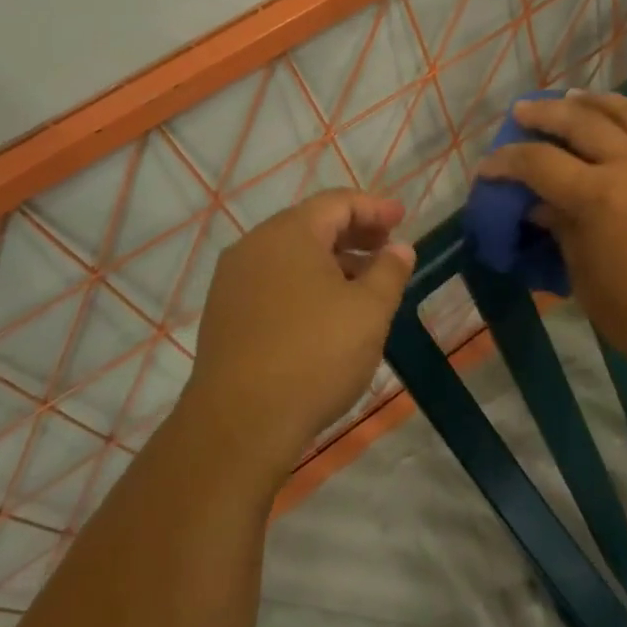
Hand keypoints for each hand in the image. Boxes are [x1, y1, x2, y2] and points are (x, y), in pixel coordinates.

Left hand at [182, 190, 414, 485]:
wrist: (240, 423)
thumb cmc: (315, 355)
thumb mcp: (369, 311)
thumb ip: (389, 271)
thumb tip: (399, 249)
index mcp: (289, 234)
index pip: (337, 203)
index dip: (374, 208)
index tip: (402, 219)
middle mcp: (255, 246)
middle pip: (311, 224)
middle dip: (354, 233)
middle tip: (387, 249)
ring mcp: (233, 281)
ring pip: (291, 256)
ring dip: (331, 261)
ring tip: (364, 285)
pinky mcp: (225, 314)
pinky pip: (273, 281)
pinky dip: (306, 283)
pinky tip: (327, 312)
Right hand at [475, 91, 626, 382]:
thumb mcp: (588, 282)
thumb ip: (563, 234)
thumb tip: (542, 207)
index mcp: (599, 198)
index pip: (540, 164)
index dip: (506, 162)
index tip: (487, 168)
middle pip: (579, 122)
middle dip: (543, 115)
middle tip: (520, 113)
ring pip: (623, 112)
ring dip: (589, 102)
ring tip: (568, 99)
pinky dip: (625, 113)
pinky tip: (614, 118)